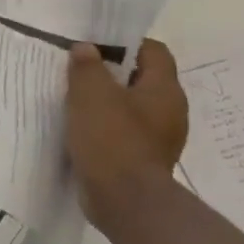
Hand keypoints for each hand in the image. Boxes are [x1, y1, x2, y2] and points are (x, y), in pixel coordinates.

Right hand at [65, 40, 188, 232]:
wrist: (124, 201)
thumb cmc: (112, 138)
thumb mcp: (91, 93)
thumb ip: (87, 66)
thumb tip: (86, 49)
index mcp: (164, 90)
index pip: (154, 51)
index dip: (126, 43)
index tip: (95, 45)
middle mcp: (169, 111)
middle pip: (142, 79)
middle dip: (112, 72)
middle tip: (79, 70)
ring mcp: (158, 138)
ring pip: (132, 107)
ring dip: (106, 102)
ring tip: (74, 100)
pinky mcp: (143, 159)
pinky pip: (124, 132)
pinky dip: (105, 127)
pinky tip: (81, 129)